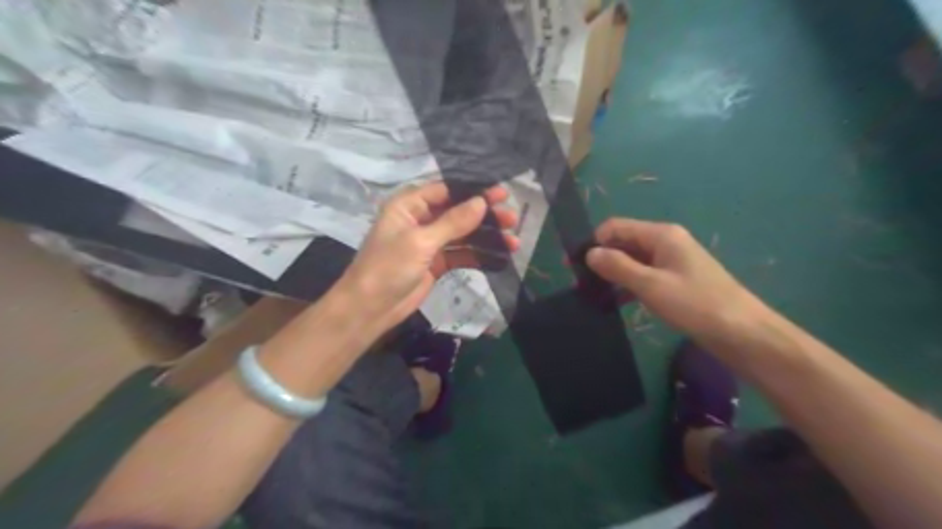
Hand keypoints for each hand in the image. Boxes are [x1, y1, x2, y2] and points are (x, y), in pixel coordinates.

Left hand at [335, 183, 518, 329]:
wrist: (370, 309)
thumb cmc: (389, 267)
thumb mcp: (421, 241)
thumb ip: (453, 222)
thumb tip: (481, 202)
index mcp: (409, 206)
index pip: (446, 191)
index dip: (473, 191)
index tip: (500, 193)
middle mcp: (420, 220)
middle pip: (458, 212)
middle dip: (485, 216)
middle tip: (512, 217)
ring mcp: (429, 243)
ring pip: (463, 235)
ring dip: (486, 237)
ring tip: (513, 240)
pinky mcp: (436, 263)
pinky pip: (461, 254)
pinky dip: (479, 255)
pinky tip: (500, 257)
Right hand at [586, 218, 763, 338]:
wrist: (742, 333)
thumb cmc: (696, 304)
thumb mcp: (651, 285)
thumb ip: (618, 266)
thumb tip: (589, 253)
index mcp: (661, 235)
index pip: (616, 227)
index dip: (593, 242)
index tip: (572, 264)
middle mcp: (665, 242)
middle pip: (623, 242)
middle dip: (600, 258)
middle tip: (578, 282)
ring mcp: (671, 262)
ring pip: (632, 261)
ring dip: (612, 273)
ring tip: (590, 293)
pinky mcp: (674, 281)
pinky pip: (643, 276)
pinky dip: (626, 286)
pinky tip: (612, 302)